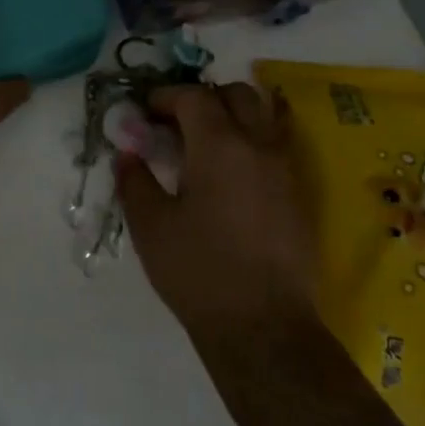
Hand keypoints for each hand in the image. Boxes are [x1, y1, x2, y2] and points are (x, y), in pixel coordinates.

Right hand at [117, 83, 320, 349]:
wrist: (264, 330)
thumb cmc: (199, 272)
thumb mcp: (151, 226)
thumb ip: (134, 180)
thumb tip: (127, 153)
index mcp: (220, 144)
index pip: (193, 96)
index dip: (165, 97)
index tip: (145, 113)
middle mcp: (257, 145)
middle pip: (236, 95)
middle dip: (204, 99)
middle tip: (177, 124)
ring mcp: (284, 170)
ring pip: (262, 117)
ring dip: (232, 117)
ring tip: (206, 146)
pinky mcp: (297, 196)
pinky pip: (275, 147)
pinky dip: (251, 144)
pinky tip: (230, 176)